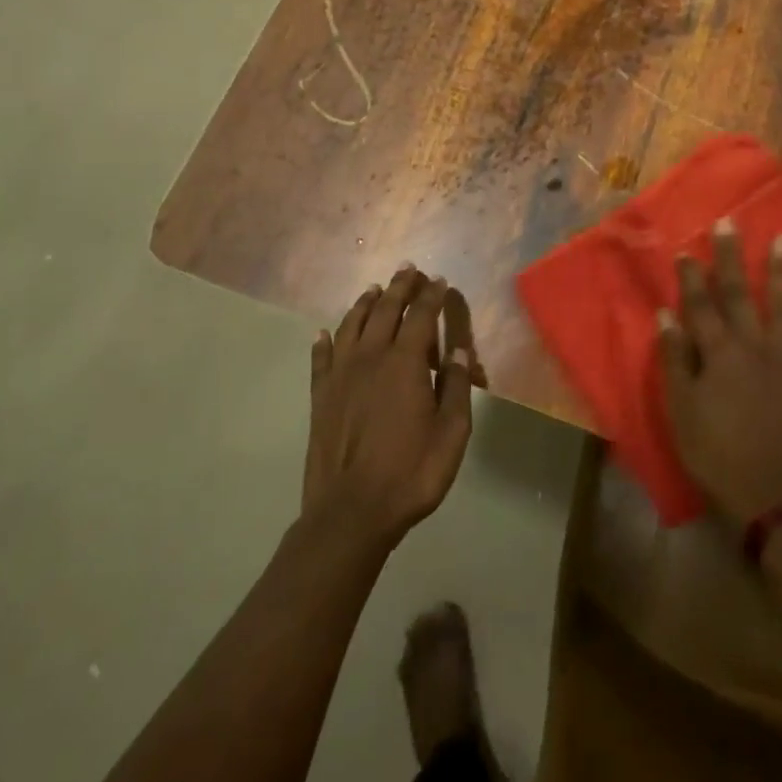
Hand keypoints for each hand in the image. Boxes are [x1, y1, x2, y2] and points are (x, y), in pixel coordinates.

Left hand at [303, 267, 473, 551]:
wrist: (350, 513)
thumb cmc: (410, 473)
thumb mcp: (451, 433)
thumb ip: (457, 388)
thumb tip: (460, 351)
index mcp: (405, 362)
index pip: (421, 315)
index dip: (431, 295)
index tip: (439, 280)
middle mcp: (371, 356)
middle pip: (385, 309)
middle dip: (399, 287)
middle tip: (407, 269)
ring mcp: (341, 374)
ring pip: (351, 325)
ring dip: (364, 303)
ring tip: (373, 289)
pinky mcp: (320, 396)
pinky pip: (321, 358)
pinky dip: (323, 341)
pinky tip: (323, 332)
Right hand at [657, 222, 781, 530]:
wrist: (776, 501)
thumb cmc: (718, 457)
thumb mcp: (682, 413)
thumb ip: (675, 362)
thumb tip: (666, 316)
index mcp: (718, 355)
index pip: (700, 305)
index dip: (692, 277)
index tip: (688, 249)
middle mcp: (754, 347)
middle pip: (739, 294)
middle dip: (732, 258)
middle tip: (729, 223)